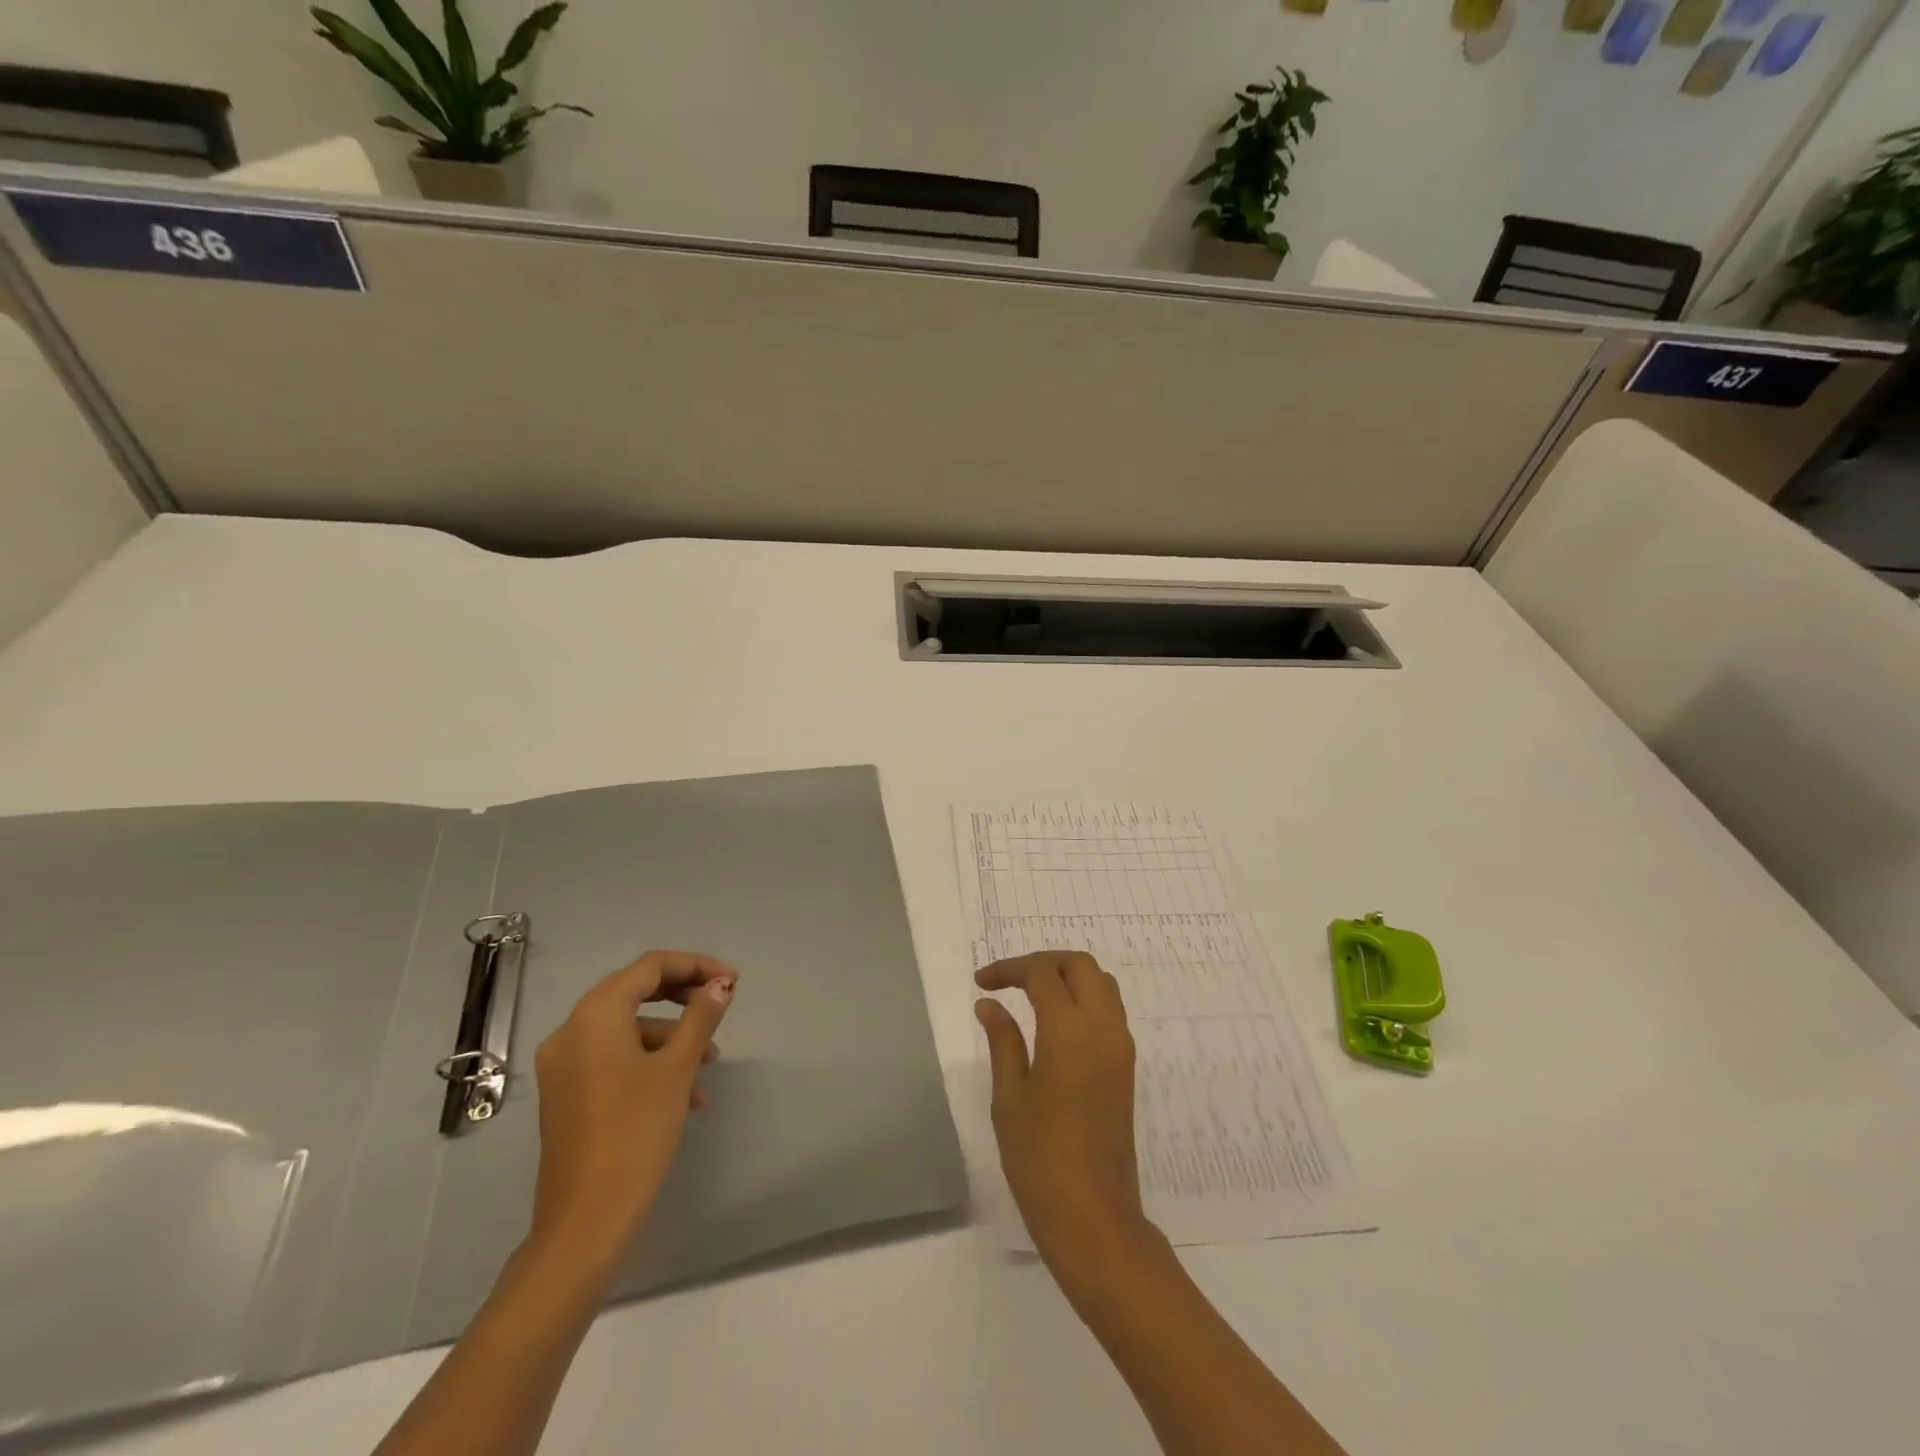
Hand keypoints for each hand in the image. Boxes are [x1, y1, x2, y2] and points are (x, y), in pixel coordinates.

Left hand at [530, 950, 737, 1266]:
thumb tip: (721, 984)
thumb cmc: (636, 1133)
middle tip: (721, 1005)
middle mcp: (572, 1030)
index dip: (695, 966)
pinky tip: (685, 1093)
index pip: (650, 967)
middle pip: (635, 991)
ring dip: (672, 1035)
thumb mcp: (677, 1068)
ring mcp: (564, 1064)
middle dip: (683, 996)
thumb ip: (701, 1016)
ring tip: (709, 1065)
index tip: (732, 982)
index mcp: (595, 1015)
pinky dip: (650, 1061)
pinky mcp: (567, 1092)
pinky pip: (614, 1057)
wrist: (584, 1222)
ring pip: (628, 1028)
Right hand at [975, 951, 1156, 1275]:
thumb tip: (990, 1004)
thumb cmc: (1040, 1160)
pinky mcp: (1127, 1067)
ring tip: (1030, 994)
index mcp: (1070, 1032)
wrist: (1094, 1218)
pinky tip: (1054, 1022)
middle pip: (1080, 965)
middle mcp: (1103, 1029)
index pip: (1043, 974)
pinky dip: (1083, 998)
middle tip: (1010, 980)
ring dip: (1067, 976)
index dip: (1010, 969)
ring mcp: (1121, 1047)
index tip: (983, 983)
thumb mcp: (1009, 1098)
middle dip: (1043, 962)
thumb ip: (1003, 1041)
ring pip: (1101, 983)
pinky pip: (1109, 1010)